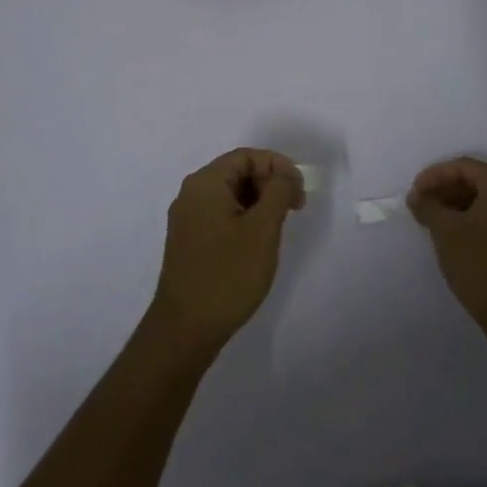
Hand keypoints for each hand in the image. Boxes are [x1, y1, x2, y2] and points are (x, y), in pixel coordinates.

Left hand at [153, 148, 306, 351]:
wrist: (185, 329)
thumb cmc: (228, 274)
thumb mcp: (263, 229)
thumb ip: (279, 192)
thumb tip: (286, 174)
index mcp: (205, 184)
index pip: (246, 157)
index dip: (277, 165)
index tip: (300, 189)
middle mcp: (191, 195)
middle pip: (237, 173)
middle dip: (269, 183)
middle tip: (295, 208)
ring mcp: (187, 220)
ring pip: (230, 196)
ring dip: (259, 202)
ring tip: (280, 226)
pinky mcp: (189, 242)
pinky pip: (221, 215)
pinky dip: (244, 218)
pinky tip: (259, 242)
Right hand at [408, 157, 486, 328]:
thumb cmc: (478, 263)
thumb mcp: (445, 230)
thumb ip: (428, 205)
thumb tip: (417, 197)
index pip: (464, 167)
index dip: (434, 175)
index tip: (414, 192)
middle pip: (475, 180)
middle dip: (444, 189)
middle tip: (420, 204)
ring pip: (484, 199)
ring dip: (455, 203)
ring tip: (430, 219)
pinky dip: (469, 217)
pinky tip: (450, 232)